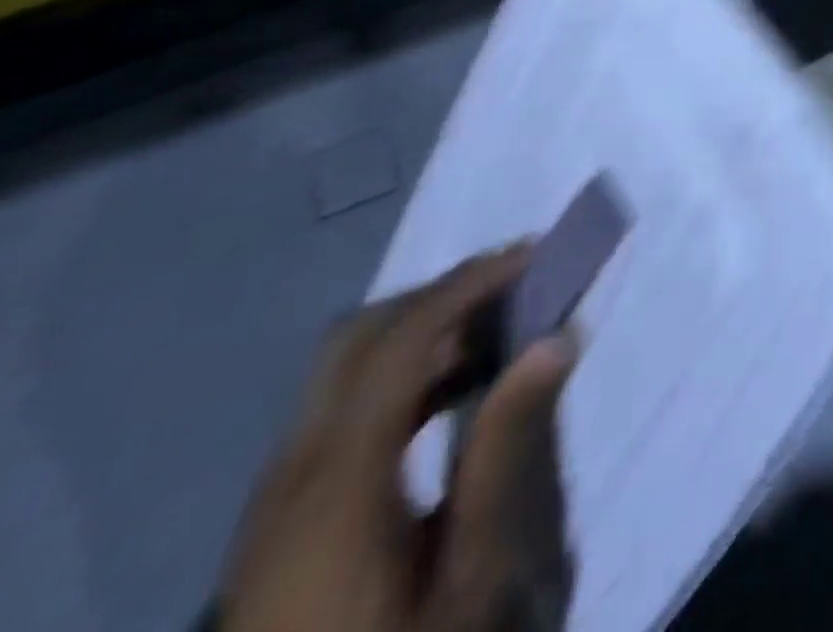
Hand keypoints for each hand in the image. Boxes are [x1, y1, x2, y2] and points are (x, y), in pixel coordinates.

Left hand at [218, 249, 578, 631]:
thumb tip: (555, 340)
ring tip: (502, 331)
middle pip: (358, 336)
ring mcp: (277, 496)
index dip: (469, 284)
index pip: (401, 340)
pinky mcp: (280, 517)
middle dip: (442, 293)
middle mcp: (293, 471)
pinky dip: (403, 373)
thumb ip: (506, 453)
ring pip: (345, 367)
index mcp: (336, 483)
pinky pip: (341, 407)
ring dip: (425, 329)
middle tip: (518, 286)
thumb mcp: (470, 577)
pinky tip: (456, 394)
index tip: (535, 256)